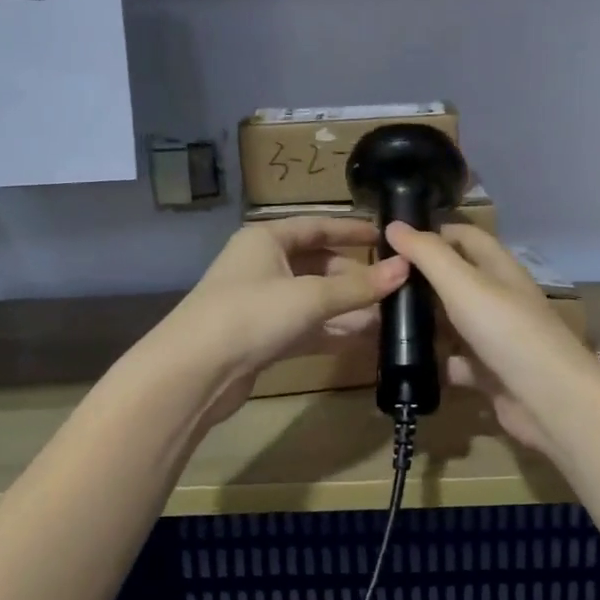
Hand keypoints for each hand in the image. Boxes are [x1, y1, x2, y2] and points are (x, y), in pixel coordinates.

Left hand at [160, 218, 409, 422]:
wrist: (194, 372)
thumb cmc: (251, 315)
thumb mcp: (310, 296)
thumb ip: (359, 287)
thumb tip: (405, 269)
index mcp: (266, 239)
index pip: (317, 227)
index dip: (352, 231)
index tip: (386, 237)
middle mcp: (263, 265)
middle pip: (318, 265)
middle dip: (355, 278)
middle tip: (393, 289)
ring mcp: (261, 303)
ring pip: (314, 299)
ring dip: (347, 308)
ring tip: (388, 317)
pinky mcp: (262, 337)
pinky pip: (306, 327)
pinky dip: (332, 331)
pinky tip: (363, 339)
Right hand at [383, 222, 599, 453]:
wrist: (550, 401)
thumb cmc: (507, 331)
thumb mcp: (463, 285)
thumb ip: (428, 255)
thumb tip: (394, 225)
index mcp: (499, 269)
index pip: (466, 237)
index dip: (434, 232)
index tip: (393, 238)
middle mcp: (499, 299)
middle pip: (456, 280)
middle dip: (421, 279)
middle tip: (378, 281)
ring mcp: (495, 338)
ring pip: (453, 323)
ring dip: (424, 322)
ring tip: (379, 320)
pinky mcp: (489, 373)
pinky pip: (455, 362)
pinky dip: (434, 363)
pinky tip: (403, 363)